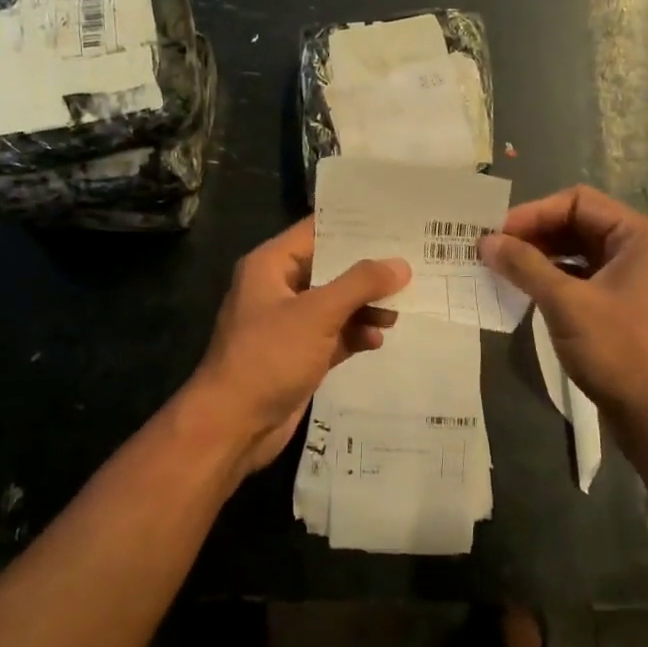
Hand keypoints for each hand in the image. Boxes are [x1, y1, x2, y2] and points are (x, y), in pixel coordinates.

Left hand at [188, 217, 410, 478]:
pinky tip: (379, 339)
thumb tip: (400, 265)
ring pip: (336, 304)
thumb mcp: (317, 314)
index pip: (316, 231)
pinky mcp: (299, 355)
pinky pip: (334, 335)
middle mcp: (279, 288)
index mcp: (271, 265)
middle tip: (413, 262)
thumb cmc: (269, 357)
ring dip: (366, 305)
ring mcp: (289, 324)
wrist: (233, 425)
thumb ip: (360, 284)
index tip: (395, 221)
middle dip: (369, 270)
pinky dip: (355, 334)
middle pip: (330, 268)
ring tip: (402, 307)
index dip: (354, 226)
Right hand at [479, 186, 647, 449]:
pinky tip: (522, 289)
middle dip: (533, 234)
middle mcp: (639, 248)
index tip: (496, 234)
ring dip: (539, 256)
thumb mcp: (567, 304)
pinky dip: (551, 278)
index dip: (534, 213)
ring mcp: (631, 277)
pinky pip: (580, 276)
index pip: (577, 202)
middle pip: (577, 223)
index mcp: (639, 236)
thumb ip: (525, 266)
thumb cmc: (618, 351)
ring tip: (500, 268)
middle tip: (491, 250)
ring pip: (576, 251)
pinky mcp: (620, 303)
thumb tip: (485, 242)